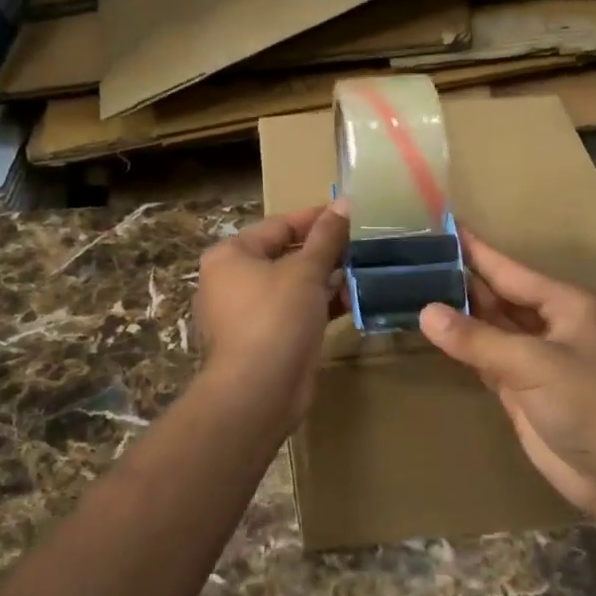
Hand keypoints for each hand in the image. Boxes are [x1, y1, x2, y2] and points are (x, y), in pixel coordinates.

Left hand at [194, 202, 350, 427]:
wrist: (258, 392)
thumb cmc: (276, 318)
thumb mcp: (305, 271)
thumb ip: (326, 237)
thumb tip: (344, 203)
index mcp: (231, 255)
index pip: (279, 224)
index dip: (316, 218)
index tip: (352, 214)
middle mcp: (232, 280)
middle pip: (285, 254)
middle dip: (324, 251)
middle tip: (363, 244)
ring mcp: (246, 313)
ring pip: (292, 285)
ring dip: (326, 279)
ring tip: (364, 270)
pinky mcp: (263, 339)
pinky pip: (294, 312)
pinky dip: (318, 305)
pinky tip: (351, 300)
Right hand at [419, 234, 595, 514]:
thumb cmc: (587, 403)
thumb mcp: (533, 363)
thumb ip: (477, 338)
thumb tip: (426, 312)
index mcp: (567, 304)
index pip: (511, 269)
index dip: (477, 250)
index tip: (444, 226)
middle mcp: (552, 323)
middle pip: (499, 295)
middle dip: (462, 281)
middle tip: (416, 261)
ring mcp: (536, 356)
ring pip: (491, 326)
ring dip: (459, 313)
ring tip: (415, 289)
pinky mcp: (523, 385)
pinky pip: (486, 356)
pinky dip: (463, 346)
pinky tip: (436, 331)